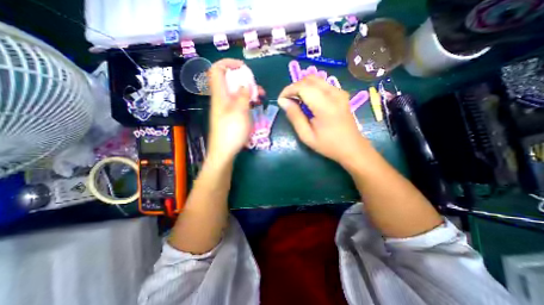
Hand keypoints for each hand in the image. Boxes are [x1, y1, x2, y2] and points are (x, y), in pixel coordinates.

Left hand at [207, 59, 262, 163]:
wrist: (224, 151)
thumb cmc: (231, 131)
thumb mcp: (240, 111)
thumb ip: (243, 95)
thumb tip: (245, 85)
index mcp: (220, 94)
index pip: (217, 69)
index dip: (229, 63)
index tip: (244, 67)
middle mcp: (222, 98)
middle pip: (230, 81)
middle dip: (245, 80)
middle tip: (257, 88)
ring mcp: (227, 108)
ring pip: (236, 93)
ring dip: (249, 92)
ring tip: (261, 97)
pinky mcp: (231, 116)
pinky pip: (239, 103)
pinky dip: (247, 101)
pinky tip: (256, 105)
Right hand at [278, 75, 371, 166]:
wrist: (352, 147)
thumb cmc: (328, 145)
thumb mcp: (306, 135)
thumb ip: (294, 116)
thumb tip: (283, 101)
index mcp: (325, 105)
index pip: (302, 87)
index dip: (288, 90)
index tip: (281, 101)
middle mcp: (334, 93)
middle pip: (309, 79)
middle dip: (294, 87)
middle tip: (288, 101)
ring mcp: (339, 92)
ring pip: (316, 79)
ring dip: (302, 86)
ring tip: (297, 101)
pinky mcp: (341, 94)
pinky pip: (323, 84)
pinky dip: (311, 88)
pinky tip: (308, 100)